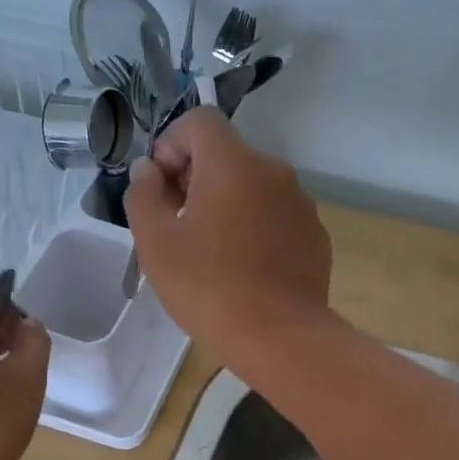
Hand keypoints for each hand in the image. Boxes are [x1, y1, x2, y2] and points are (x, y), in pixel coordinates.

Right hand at [124, 108, 332, 369]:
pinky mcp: (315, 234)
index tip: (160, 188)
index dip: (171, 144)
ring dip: (227, 203)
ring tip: (212, 251)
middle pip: (227, 154)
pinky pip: (276, 215)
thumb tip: (148, 170)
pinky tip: (246, 268)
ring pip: (253, 186)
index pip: (200, 121)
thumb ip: (143, 195)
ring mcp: (301, 203)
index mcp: (233, 163)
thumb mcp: (156, 244)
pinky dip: (256, 226)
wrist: (281, 338)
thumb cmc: (209, 288)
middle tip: (177, 224)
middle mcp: (273, 171)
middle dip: (195, 177)